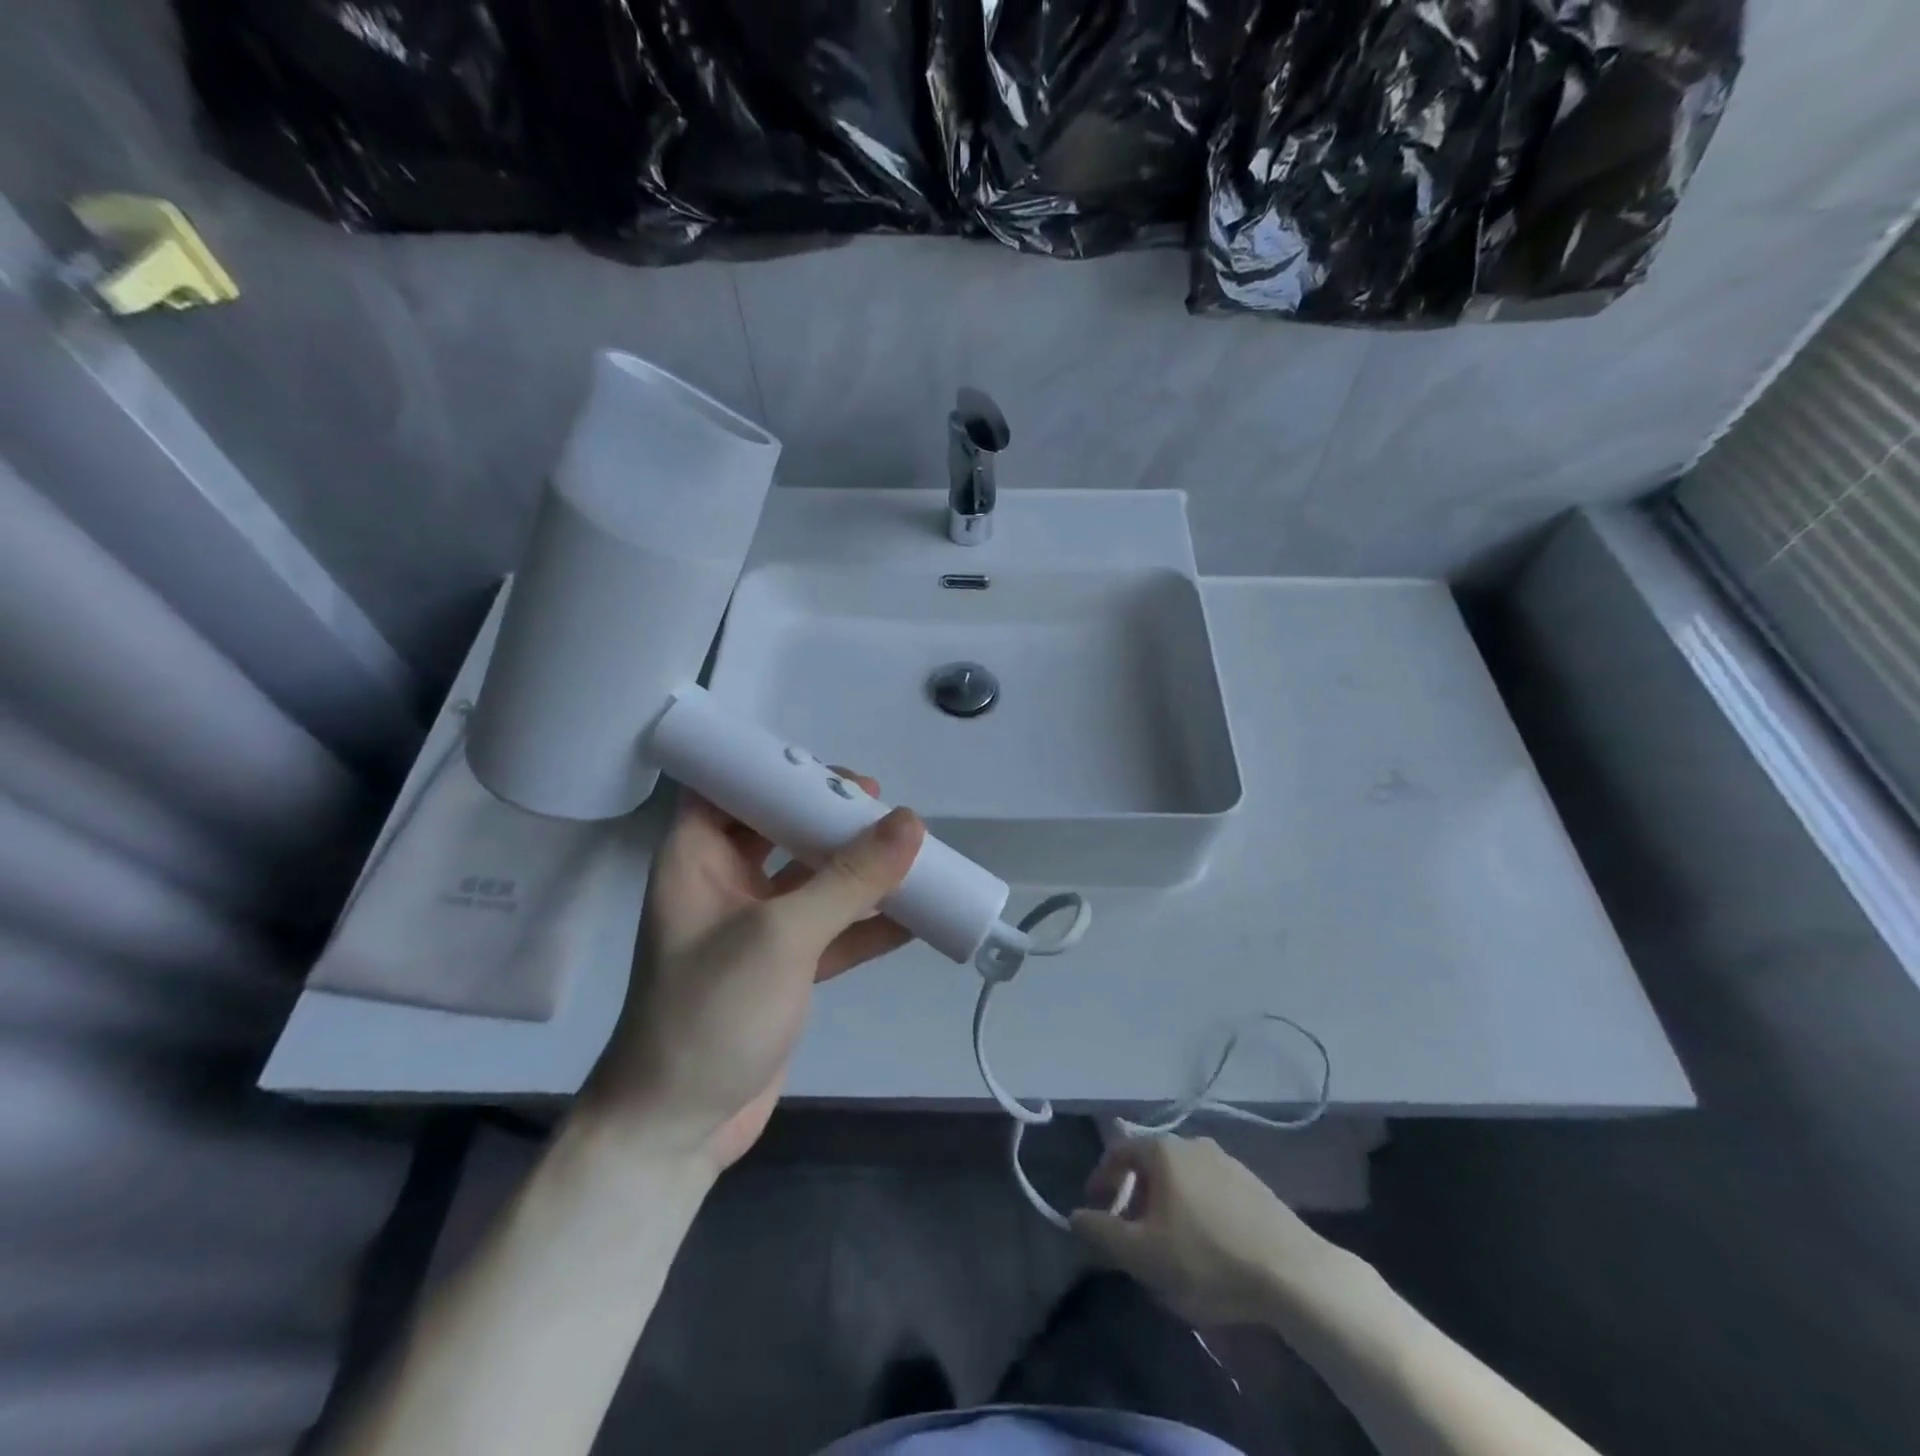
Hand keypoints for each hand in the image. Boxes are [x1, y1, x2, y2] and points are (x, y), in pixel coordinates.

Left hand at [585, 776, 923, 1170]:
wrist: (677, 1128)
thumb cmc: (710, 1013)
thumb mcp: (781, 936)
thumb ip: (847, 879)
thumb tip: (910, 822)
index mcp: (697, 858)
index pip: (729, 787)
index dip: (776, 771)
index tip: (833, 775)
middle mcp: (723, 883)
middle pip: (779, 828)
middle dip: (829, 817)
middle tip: (881, 808)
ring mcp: (756, 927)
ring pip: (812, 878)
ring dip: (858, 868)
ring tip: (911, 852)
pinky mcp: (784, 967)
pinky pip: (832, 929)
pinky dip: (869, 924)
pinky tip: (917, 918)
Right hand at [1070, 1135, 1349, 1327]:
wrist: (1293, 1274)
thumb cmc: (1207, 1259)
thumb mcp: (1143, 1255)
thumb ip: (1102, 1232)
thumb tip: (1075, 1216)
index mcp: (1163, 1151)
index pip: (1117, 1152)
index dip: (1101, 1181)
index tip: (1095, 1212)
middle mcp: (1192, 1143)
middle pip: (1150, 1165)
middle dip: (1134, 1198)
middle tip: (1130, 1236)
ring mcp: (1227, 1161)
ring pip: (1181, 1179)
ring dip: (1165, 1206)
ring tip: (1167, 1246)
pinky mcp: (1254, 1185)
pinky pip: (1209, 1191)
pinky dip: (1195, 1210)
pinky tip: (1206, 1247)